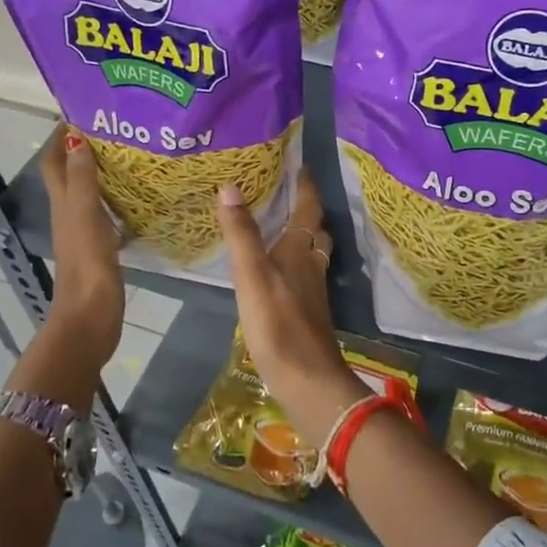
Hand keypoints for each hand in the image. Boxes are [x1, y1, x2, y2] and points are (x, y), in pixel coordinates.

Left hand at [40, 125, 123, 362]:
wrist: (90, 317)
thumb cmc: (87, 263)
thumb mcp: (85, 215)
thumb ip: (83, 179)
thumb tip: (77, 138)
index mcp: (63, 204)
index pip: (55, 162)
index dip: (61, 137)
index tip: (83, 111)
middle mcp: (70, 214)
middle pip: (72, 174)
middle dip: (85, 149)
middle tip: (117, 129)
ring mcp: (86, 233)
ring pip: (91, 193)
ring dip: (103, 173)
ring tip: (132, 155)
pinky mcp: (102, 249)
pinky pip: (108, 214)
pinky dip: (119, 201)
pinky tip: (140, 198)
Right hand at [217, 172, 362, 438]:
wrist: (306, 379)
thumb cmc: (277, 323)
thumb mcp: (251, 275)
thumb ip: (241, 234)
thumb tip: (230, 186)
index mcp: (300, 251)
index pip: (308, 210)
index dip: (306, 187)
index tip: (302, 167)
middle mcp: (311, 266)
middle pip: (316, 232)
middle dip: (308, 212)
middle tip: (291, 195)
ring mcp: (312, 291)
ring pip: (313, 254)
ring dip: (304, 238)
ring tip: (284, 229)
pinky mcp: (307, 313)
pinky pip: (305, 276)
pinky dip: (296, 264)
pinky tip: (280, 273)